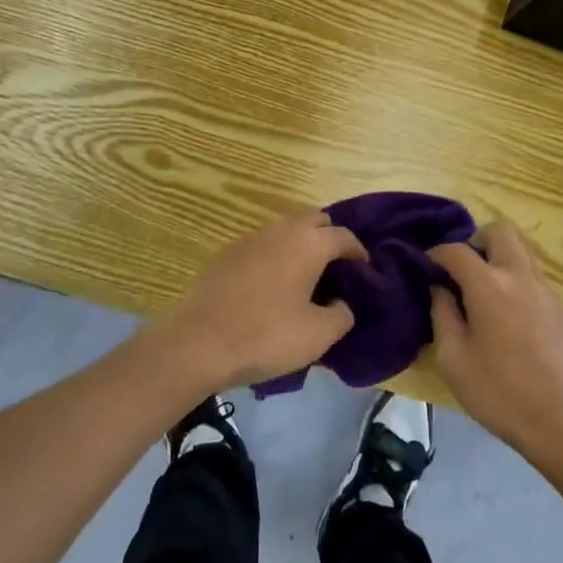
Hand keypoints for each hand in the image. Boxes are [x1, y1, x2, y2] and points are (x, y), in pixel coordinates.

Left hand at [159, 211, 362, 388]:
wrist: (197, 342)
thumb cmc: (265, 336)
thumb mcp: (318, 335)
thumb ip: (342, 315)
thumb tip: (342, 303)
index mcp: (309, 243)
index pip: (344, 237)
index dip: (359, 253)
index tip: (365, 272)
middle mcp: (282, 229)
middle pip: (316, 221)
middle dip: (330, 239)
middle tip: (337, 270)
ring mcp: (251, 237)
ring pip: (287, 228)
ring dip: (302, 244)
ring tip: (306, 276)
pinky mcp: (228, 252)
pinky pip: (264, 243)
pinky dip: (277, 254)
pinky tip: (273, 284)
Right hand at [428, 222, 562, 462]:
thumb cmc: (500, 392)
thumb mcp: (453, 359)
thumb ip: (442, 314)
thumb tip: (439, 288)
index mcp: (488, 284)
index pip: (456, 250)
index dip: (436, 253)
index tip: (426, 266)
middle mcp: (518, 275)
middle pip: (498, 231)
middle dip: (475, 240)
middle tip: (461, 269)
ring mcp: (544, 288)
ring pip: (520, 248)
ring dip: (498, 255)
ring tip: (482, 287)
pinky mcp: (560, 306)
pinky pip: (533, 273)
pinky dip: (514, 276)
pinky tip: (506, 310)